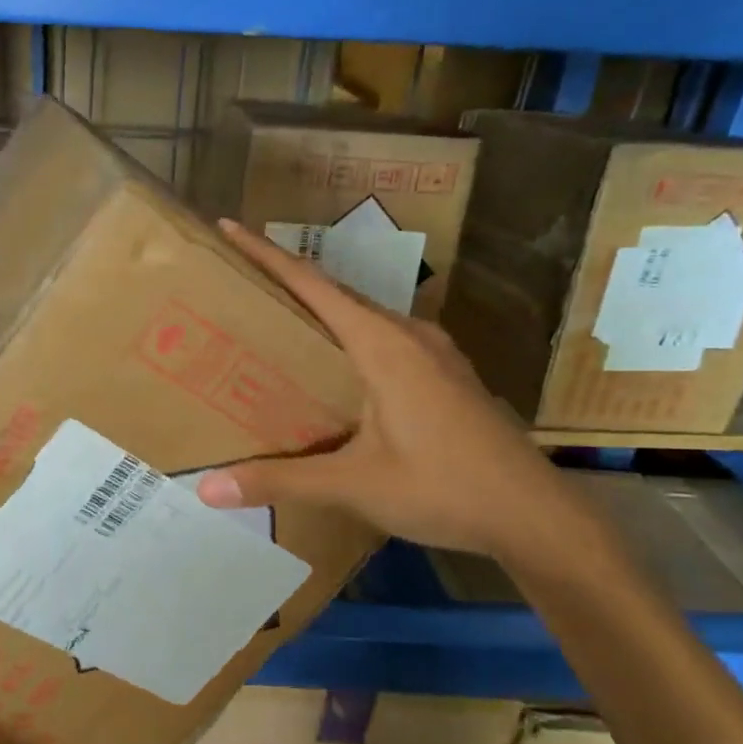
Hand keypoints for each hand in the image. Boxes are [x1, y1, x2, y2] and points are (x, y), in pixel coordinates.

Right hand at [195, 219, 599, 570]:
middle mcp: (408, 334)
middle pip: (335, 294)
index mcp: (382, 344)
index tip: (229, 227)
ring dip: (319, 314)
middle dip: (285, 284)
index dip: (266, 254)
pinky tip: (331, 371)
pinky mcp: (445, 375)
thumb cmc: (443, 488)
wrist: (535, 515)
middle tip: (236, 287)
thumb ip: (279, 480)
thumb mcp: (353, 485)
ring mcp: (433, 353)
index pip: (312, 283)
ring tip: (274, 326)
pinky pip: (383, 341)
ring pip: (362, 318)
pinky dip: (346, 341)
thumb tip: (208, 490)